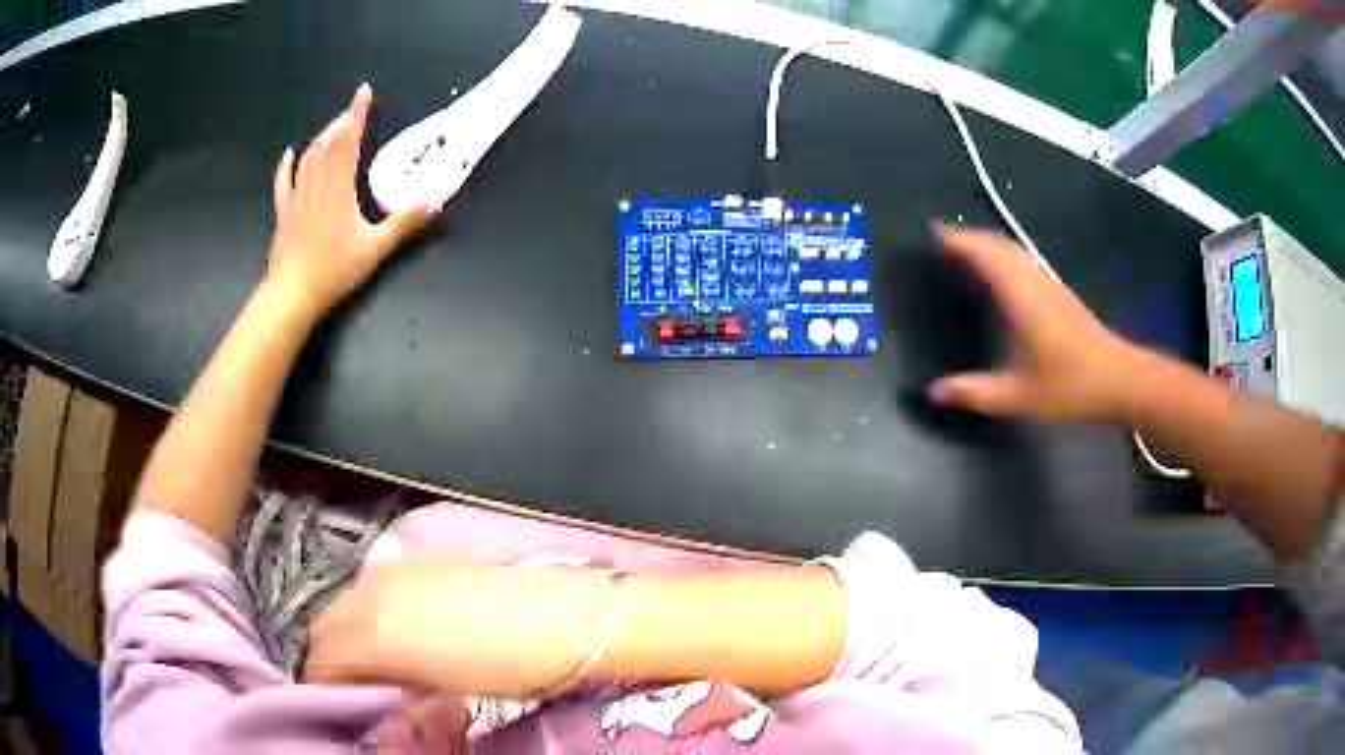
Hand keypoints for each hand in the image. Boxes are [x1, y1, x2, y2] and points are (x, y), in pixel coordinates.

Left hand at [266, 84, 435, 319]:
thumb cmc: (334, 270)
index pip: (348, 141)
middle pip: (327, 143)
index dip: (357, 114)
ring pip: (308, 157)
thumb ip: (404, 224)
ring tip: (332, 127)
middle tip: (352, 112)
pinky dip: (287, 165)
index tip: (363, 91)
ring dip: (320, 138)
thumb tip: (434, 204)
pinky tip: (290, 153)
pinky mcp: (284, 213)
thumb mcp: (375, 249)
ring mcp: (297, 198)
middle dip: (341, 122)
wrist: (293, 294)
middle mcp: (317, 185)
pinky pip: (284, 182)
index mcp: (339, 187)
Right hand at [306, 562, 613, 697]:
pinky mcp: (418, 562)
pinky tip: (401, 630)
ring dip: (350, 632)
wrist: (560, 621)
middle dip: (333, 658)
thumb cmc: (506, 669)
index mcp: (375, 635)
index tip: (342, 702)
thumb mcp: (439, 694)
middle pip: (325, 627)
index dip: (327, 686)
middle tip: (359, 685)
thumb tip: (378, 697)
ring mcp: (396, 572)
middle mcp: (373, 595)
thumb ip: (393, 691)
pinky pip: (373, 586)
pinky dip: (371, 610)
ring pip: (346, 603)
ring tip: (380, 660)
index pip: (322, 660)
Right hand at [928, 223, 1141, 421]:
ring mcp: (1050, 284)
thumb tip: (934, 392)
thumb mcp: (1018, 397)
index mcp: (1021, 298)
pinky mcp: (1060, 293)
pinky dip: (1005, 255)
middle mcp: (1035, 282)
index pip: (985, 255)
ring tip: (967, 249)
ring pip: (1015, 250)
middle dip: (970, 237)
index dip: (959, 240)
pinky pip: (1026, 260)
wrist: (1120, 378)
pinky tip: (1003, 272)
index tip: (935, 231)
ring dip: (989, 243)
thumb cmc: (1071, 386)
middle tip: (944, 239)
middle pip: (999, 245)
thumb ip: (975, 393)